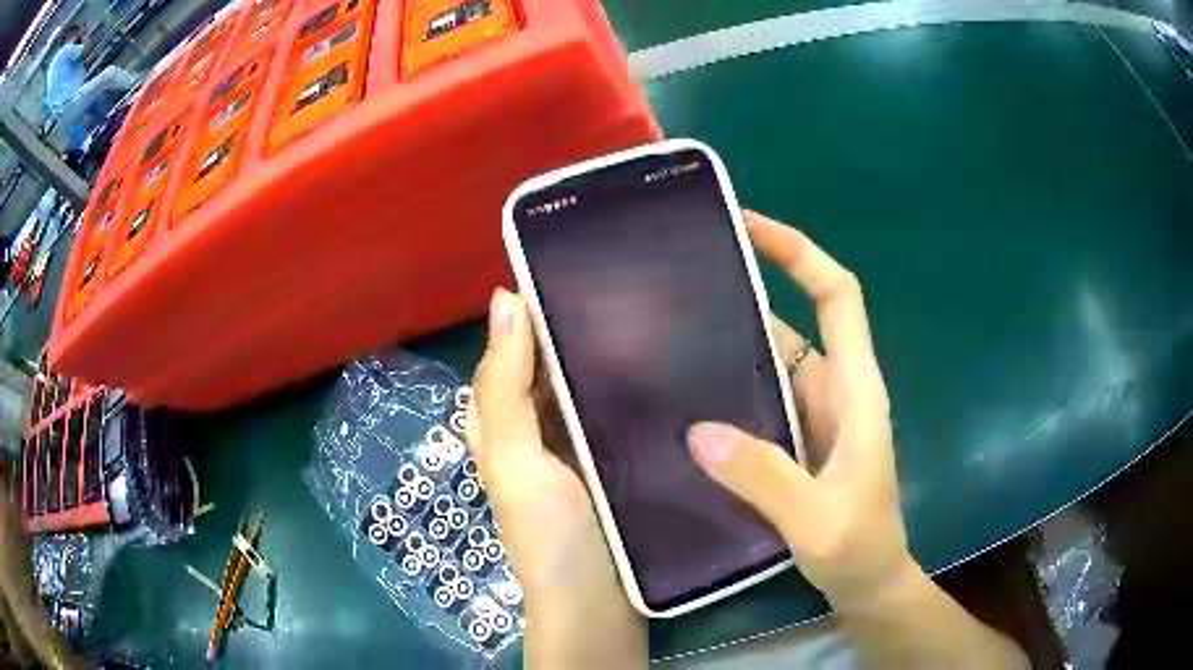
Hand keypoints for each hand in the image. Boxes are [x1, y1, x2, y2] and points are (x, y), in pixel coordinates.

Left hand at [467, 288, 645, 666]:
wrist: (599, 606)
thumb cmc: (549, 535)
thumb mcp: (513, 460)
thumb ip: (504, 387)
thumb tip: (505, 298)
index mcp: (503, 423)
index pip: (509, 350)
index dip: (531, 310)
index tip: (575, 268)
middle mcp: (537, 430)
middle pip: (549, 366)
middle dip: (576, 326)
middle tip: (626, 285)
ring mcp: (579, 449)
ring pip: (586, 388)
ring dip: (609, 355)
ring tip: (654, 312)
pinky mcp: (615, 464)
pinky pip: (618, 416)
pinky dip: (632, 390)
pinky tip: (667, 367)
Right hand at [686, 211, 913, 607]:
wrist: (869, 583)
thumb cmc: (860, 549)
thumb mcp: (818, 521)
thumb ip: (766, 479)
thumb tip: (698, 432)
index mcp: (855, 390)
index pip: (838, 297)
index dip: (801, 253)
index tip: (750, 225)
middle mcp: (835, 390)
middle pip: (796, 319)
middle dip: (748, 291)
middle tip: (681, 281)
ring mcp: (813, 416)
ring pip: (772, 360)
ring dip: (729, 342)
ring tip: (667, 332)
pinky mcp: (794, 441)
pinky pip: (759, 398)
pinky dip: (727, 387)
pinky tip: (684, 397)